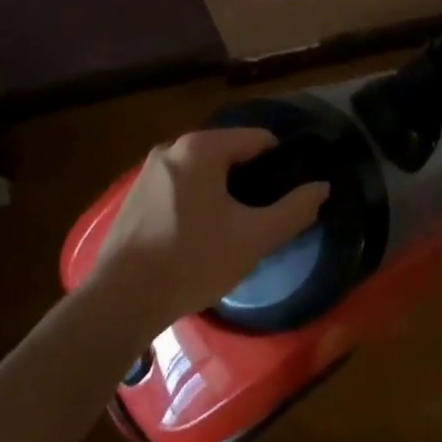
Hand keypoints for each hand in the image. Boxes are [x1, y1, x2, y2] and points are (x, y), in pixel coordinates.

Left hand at [93, 128, 329, 327]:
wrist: (119, 301)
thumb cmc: (193, 260)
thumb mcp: (254, 238)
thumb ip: (294, 209)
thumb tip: (322, 188)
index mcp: (202, 148)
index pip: (259, 139)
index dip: (282, 164)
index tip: (291, 194)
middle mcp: (172, 148)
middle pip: (230, 154)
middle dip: (251, 181)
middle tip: (265, 217)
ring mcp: (148, 172)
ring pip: (203, 173)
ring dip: (224, 194)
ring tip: (236, 230)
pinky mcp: (133, 198)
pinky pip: (180, 189)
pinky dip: (198, 204)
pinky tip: (201, 239)